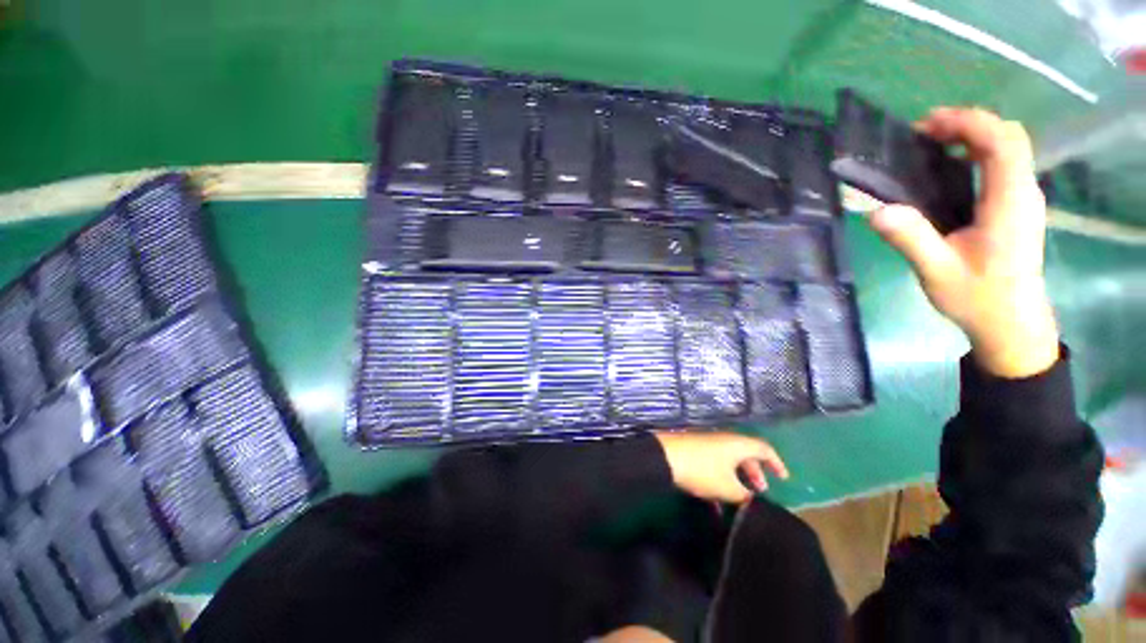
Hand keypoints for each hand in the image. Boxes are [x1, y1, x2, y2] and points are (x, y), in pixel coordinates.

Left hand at [654, 431, 787, 502]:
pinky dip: (720, 480)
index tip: (784, 479)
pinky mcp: (694, 451)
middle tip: (759, 492)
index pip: (764, 449)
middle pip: (746, 454)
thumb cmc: (702, 470)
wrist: (665, 457)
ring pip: (729, 461)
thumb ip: (744, 495)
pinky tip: (715, 503)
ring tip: (738, 500)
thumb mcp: (728, 488)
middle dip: (755, 473)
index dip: (776, 463)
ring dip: (736, 479)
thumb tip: (751, 499)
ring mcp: (707, 444)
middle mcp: (724, 440)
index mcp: (738, 444)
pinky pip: (714, 465)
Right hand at [867, 107, 1058, 377]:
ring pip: (1009, 147)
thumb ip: (911, 239)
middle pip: (1009, 137)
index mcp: (1009, 202)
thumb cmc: (977, 298)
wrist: (1011, 323)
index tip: (928, 126)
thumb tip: (876, 211)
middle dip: (970, 123)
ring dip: (974, 135)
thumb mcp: (937, 272)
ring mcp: (1023, 198)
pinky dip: (978, 151)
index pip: (1003, 143)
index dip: (969, 124)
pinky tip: (951, 164)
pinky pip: (1004, 163)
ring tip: (933, 143)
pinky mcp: (1017, 206)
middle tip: (925, 132)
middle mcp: (1023, 192)